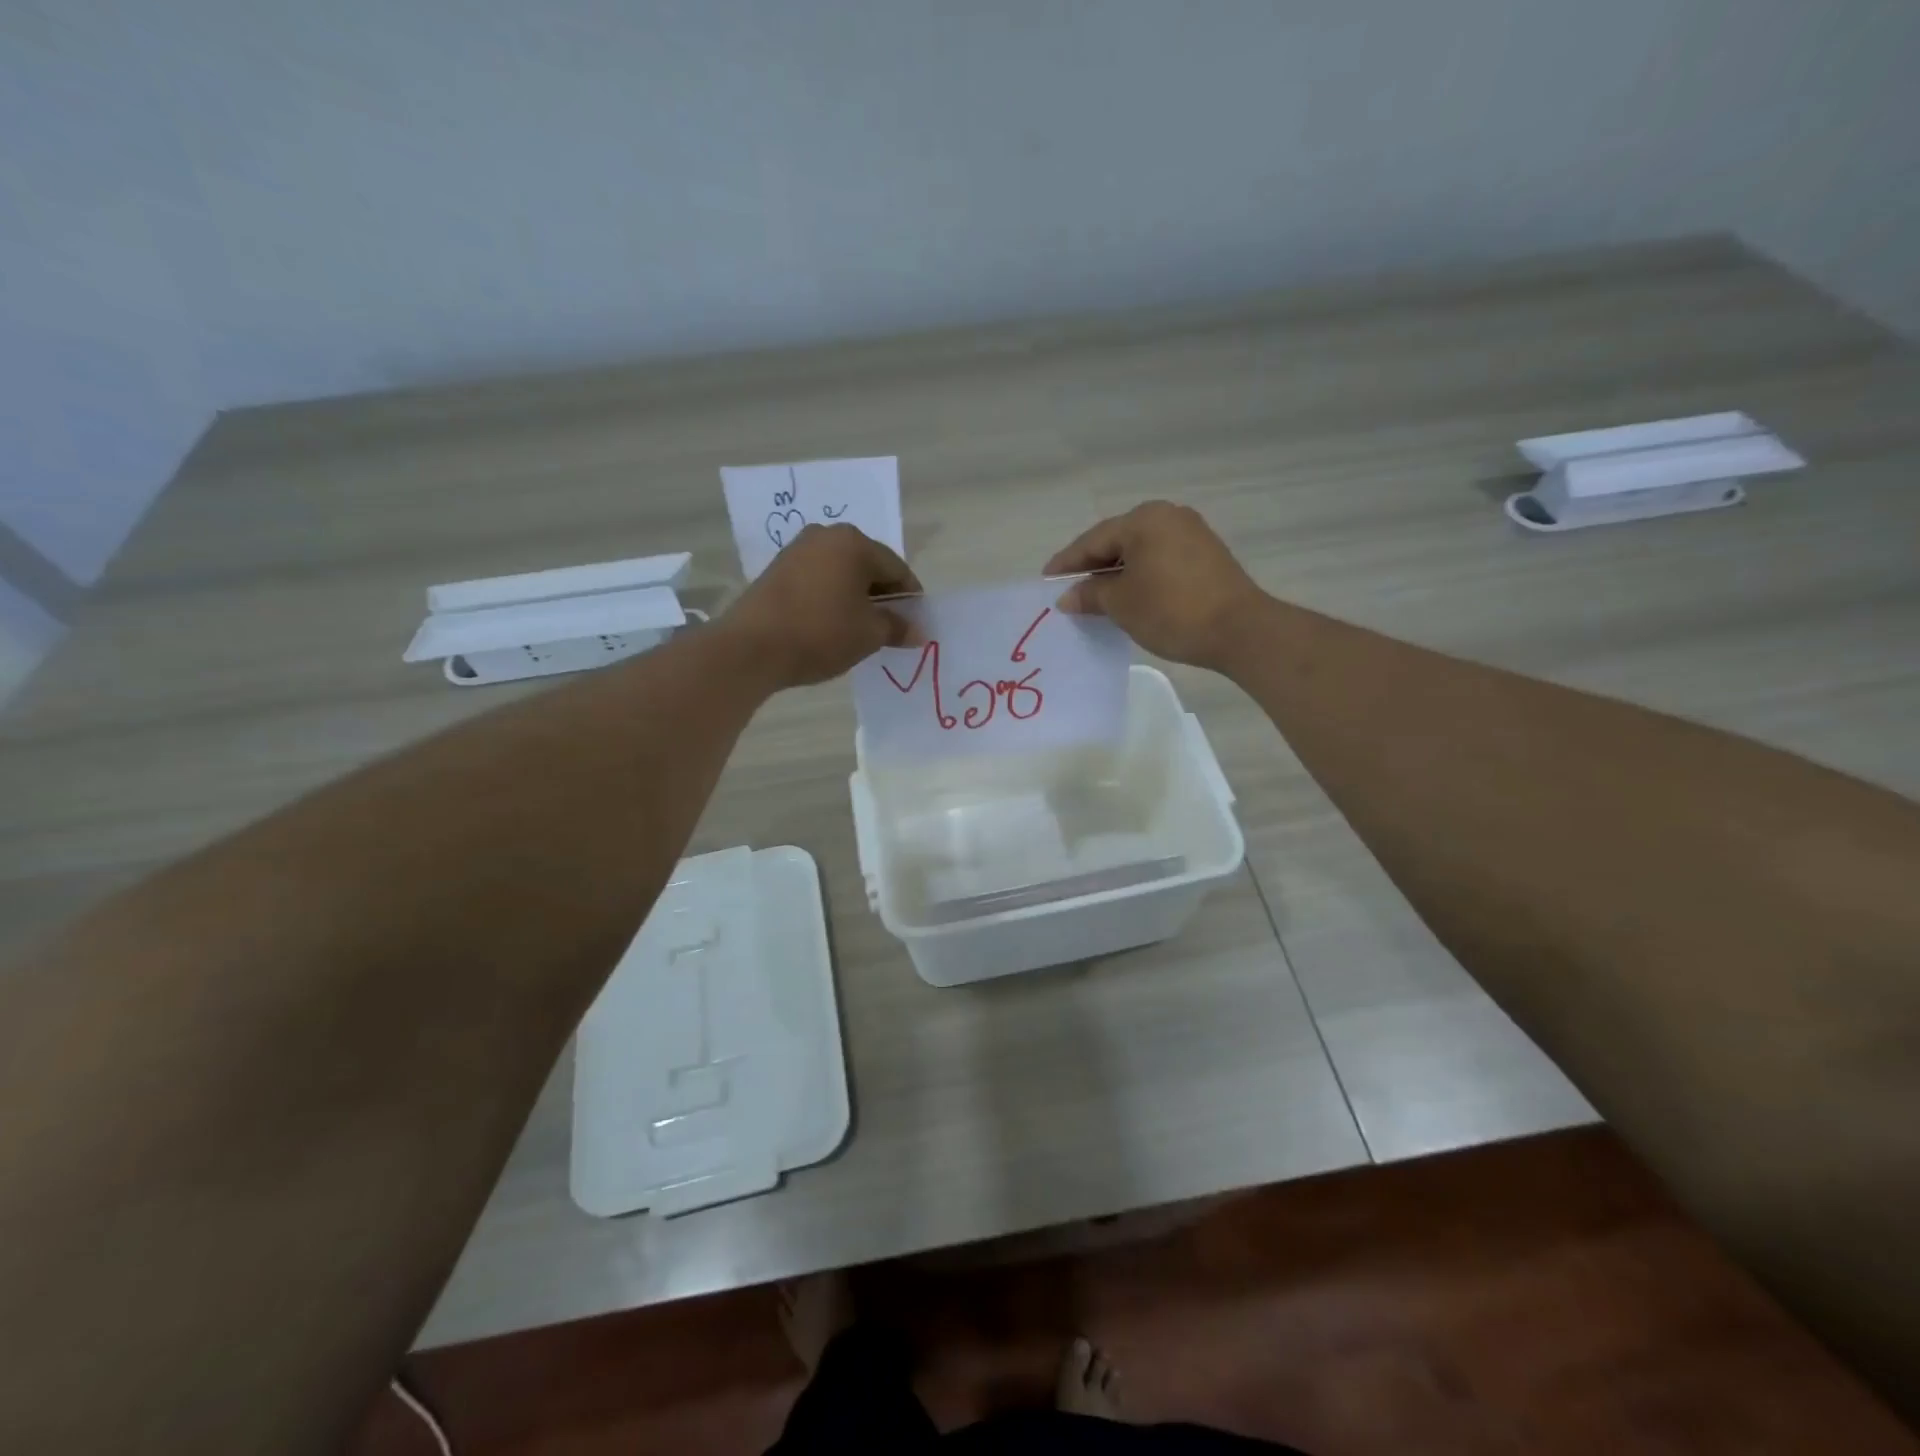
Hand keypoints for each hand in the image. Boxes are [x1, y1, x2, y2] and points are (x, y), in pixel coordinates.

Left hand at [720, 524, 920, 688]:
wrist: (751, 647)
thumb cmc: (821, 633)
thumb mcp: (869, 634)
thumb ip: (897, 627)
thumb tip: (917, 631)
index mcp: (855, 543)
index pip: (896, 568)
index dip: (911, 598)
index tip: (915, 624)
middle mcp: (826, 536)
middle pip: (868, 566)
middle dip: (882, 596)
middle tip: (890, 628)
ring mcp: (797, 550)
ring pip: (841, 572)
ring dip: (856, 597)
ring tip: (860, 629)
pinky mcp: (777, 569)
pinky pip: (818, 579)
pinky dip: (831, 597)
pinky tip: (831, 624)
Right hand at [1046, 501, 1264, 669]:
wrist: (1239, 629)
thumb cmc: (1170, 610)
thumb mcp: (1121, 604)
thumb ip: (1090, 594)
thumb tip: (1068, 597)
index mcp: (1143, 519)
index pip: (1093, 540)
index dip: (1067, 563)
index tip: (1046, 580)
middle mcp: (1168, 516)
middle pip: (1117, 542)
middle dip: (1092, 567)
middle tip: (1068, 590)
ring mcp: (1191, 534)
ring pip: (1140, 552)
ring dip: (1117, 574)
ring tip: (1095, 598)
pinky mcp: (1206, 555)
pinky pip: (1160, 560)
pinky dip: (1140, 576)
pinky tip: (1129, 596)